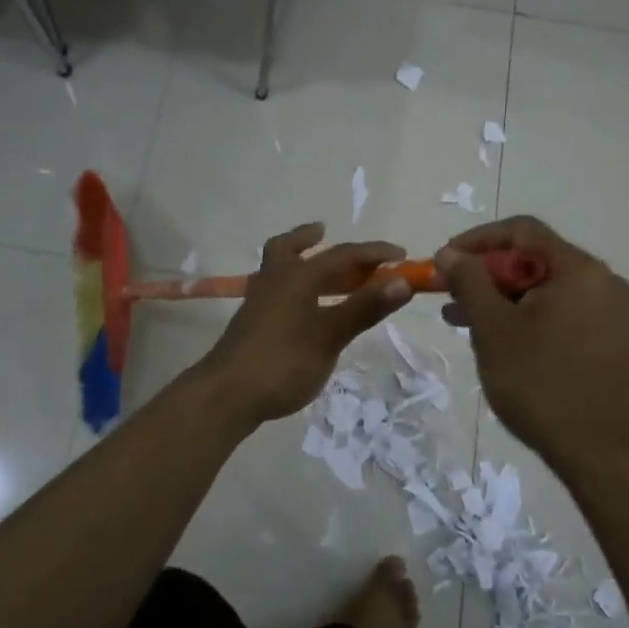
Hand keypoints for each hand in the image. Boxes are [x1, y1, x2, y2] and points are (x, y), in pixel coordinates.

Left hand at [194, 223, 414, 426]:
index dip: (374, 253)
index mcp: (297, 276)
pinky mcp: (252, 323)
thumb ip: (364, 308)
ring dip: (297, 259)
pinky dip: (292, 286)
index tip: (402, 257)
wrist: (226, 395)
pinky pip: (275, 289)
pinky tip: (303, 307)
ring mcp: (259, 302)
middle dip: (309, 238)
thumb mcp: (330, 336)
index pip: (342, 254)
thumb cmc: (283, 362)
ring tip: (317, 267)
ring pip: (277, 267)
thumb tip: (402, 281)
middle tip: (323, 232)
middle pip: (289, 248)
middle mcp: (275, 280)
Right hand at [437, 217, 628, 475]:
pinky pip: (557, 312)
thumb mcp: (494, 329)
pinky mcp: (605, 340)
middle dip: (485, 274)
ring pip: (542, 289)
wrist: (603, 455)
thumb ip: (469, 282)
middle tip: (448, 294)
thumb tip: (449, 252)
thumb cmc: (542, 384)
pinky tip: (494, 339)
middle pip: (533, 259)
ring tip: (459, 320)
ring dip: (500, 298)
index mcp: (578, 269)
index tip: (445, 259)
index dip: (477, 239)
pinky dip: (523, 317)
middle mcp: (599, 282)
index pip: (522, 230)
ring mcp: (606, 313)